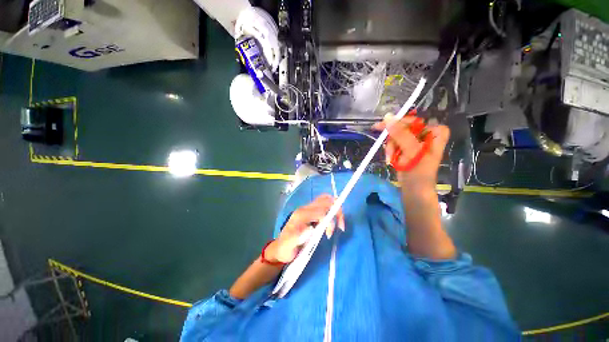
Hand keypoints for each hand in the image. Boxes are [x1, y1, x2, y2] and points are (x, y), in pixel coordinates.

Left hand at [265, 194, 344, 263]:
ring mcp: (307, 209)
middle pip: (325, 200)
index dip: (329, 221)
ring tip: (338, 224)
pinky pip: (324, 205)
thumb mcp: (289, 246)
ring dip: (335, 209)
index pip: (320, 211)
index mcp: (300, 215)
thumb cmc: (285, 249)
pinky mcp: (310, 212)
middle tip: (340, 226)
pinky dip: (331, 210)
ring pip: (325, 200)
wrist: (280, 248)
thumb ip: (298, 238)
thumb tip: (312, 229)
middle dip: (336, 210)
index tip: (329, 235)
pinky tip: (332, 222)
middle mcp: (304, 209)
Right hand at [373, 114, 449, 189]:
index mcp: (434, 131)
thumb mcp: (412, 151)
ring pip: (395, 137)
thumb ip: (401, 134)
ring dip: (390, 148)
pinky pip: (394, 144)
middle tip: (388, 151)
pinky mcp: (406, 149)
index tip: (383, 128)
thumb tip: (387, 117)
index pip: (413, 121)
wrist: (414, 189)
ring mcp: (415, 142)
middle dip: (393, 141)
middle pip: (402, 129)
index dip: (398, 124)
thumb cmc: (418, 171)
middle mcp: (425, 134)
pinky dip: (390, 152)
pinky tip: (391, 159)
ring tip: (391, 159)